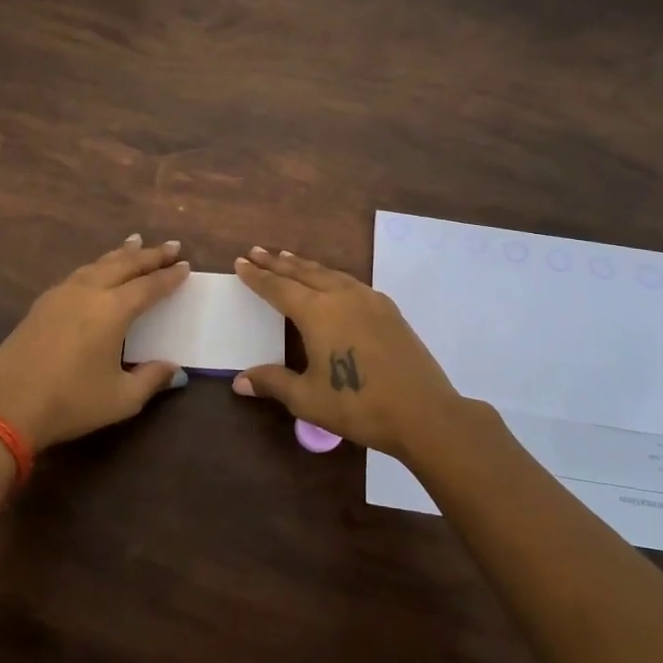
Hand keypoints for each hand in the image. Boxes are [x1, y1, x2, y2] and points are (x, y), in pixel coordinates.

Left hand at [0, 235, 190, 451]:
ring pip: (98, 264)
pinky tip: (96, 270)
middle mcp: (88, 292)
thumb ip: (151, 379)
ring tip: (135, 242)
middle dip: (150, 254)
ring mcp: (61, 294)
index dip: (169, 276)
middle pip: (124, 265)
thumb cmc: (71, 402)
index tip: (185, 265)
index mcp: (112, 310)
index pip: (148, 286)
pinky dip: (96, 266)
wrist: (7, 406)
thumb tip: (175, 369)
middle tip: (170, 245)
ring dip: (121, 254)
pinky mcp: (41, 304)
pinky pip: (78, 273)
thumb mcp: (121, 399)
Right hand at [231, 247, 471, 460]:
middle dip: (277, 262)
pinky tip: (332, 282)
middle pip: (303, 272)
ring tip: (288, 258)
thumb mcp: (308, 398)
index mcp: (317, 313)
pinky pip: (350, 282)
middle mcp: (341, 296)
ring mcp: (369, 300)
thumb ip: (273, 383)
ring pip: (329, 273)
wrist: (424, 411)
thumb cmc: (358, 405)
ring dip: (305, 265)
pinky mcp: (388, 310)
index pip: (278, 288)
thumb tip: (239, 381)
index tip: (240, 262)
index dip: (258, 276)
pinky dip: (331, 276)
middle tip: (256, 251)